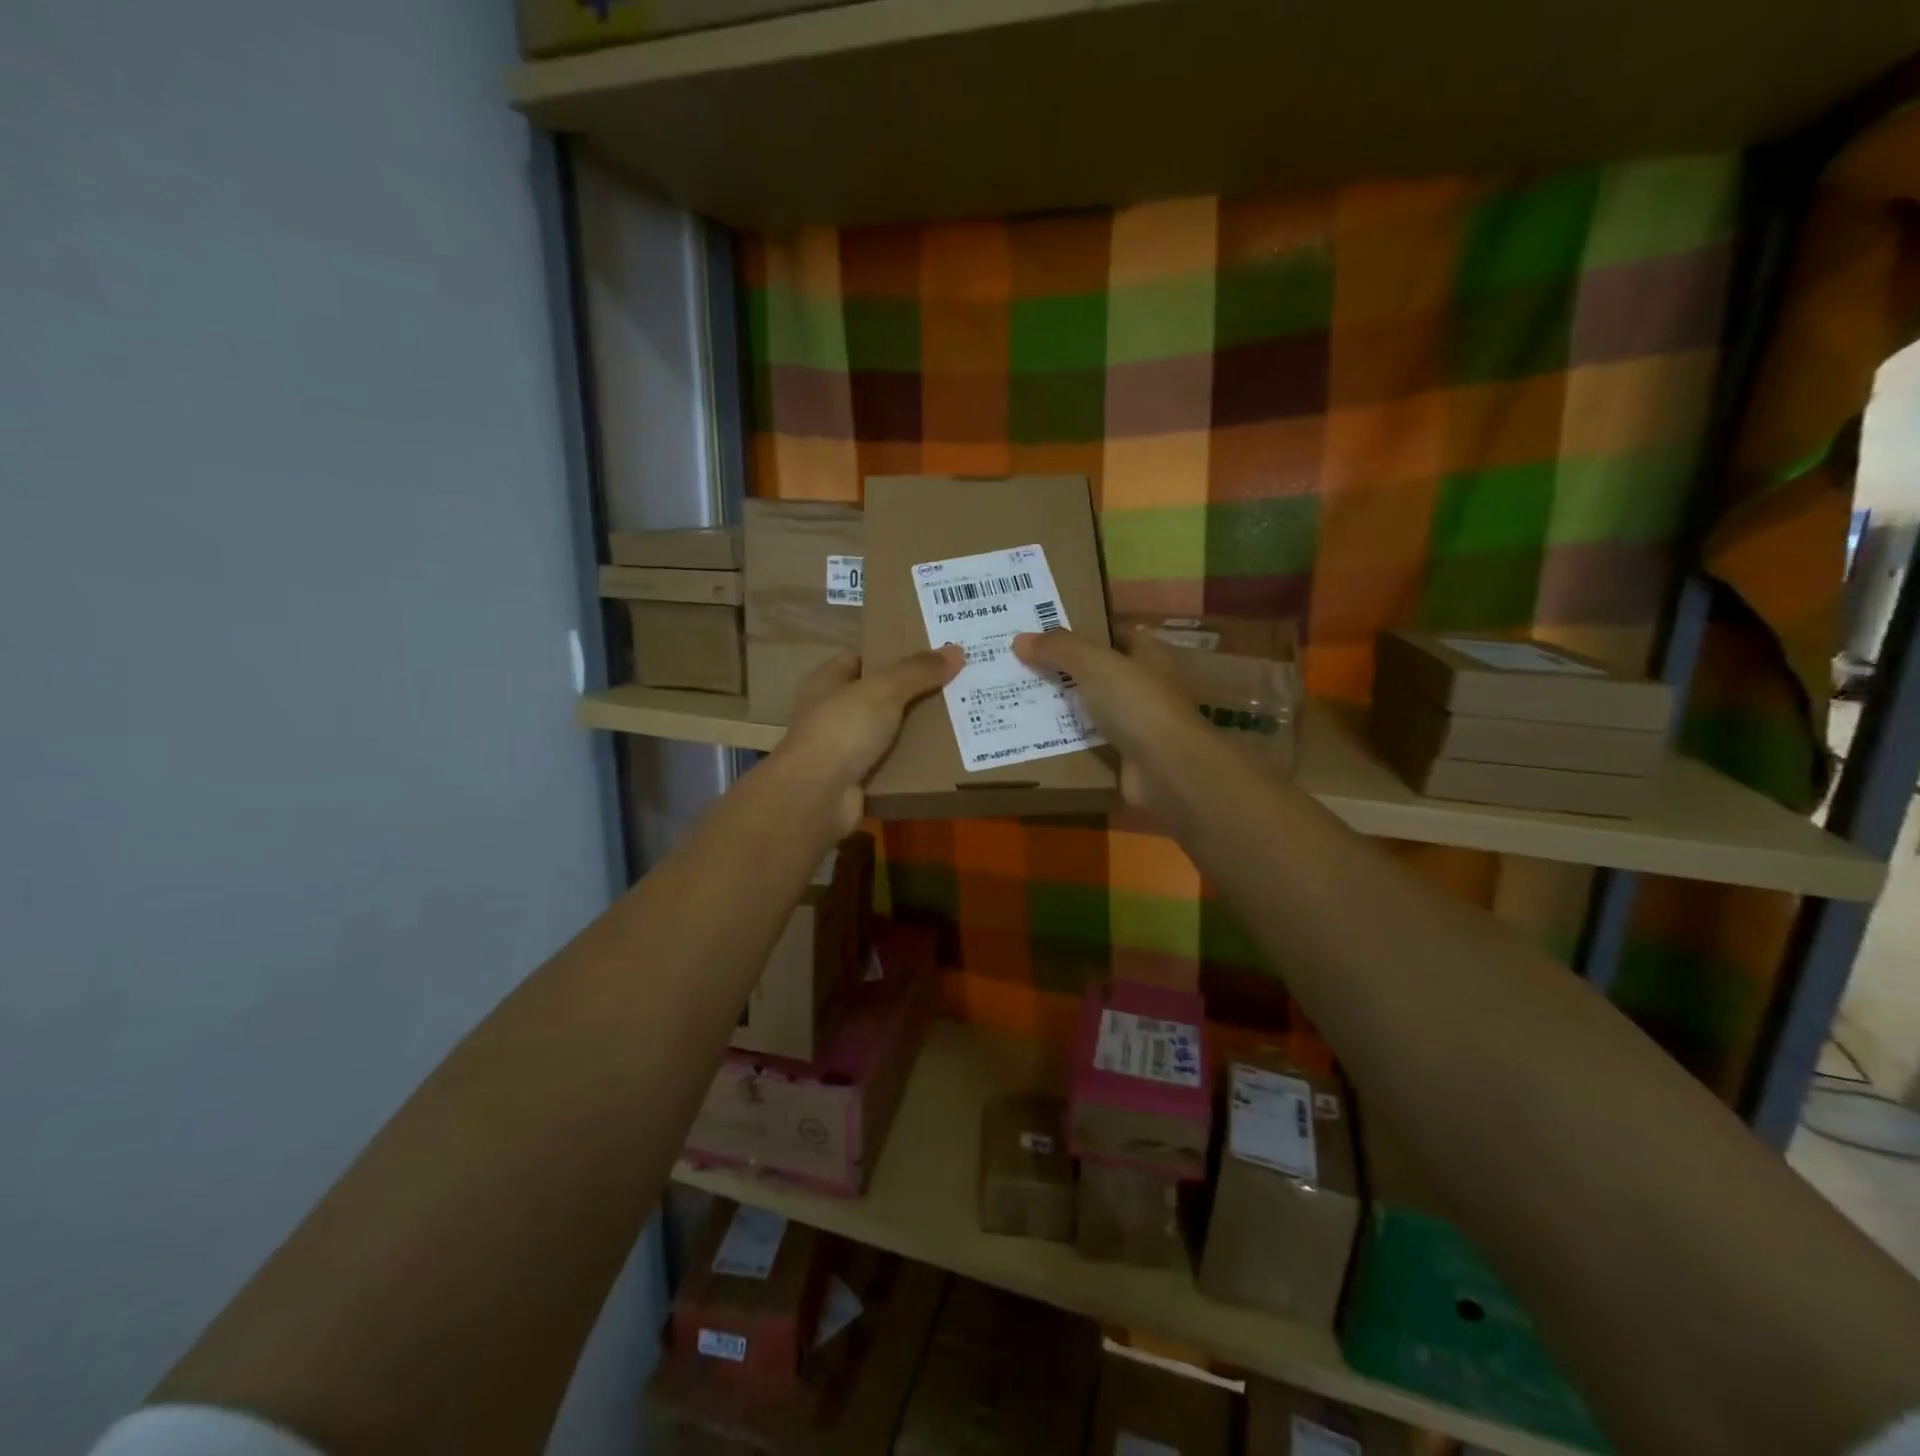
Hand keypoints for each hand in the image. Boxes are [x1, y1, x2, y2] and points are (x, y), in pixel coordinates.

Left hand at [773, 645, 963, 833]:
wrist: (817, 797)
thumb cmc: (842, 730)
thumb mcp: (883, 690)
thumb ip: (918, 671)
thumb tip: (956, 650)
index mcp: (827, 681)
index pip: (862, 657)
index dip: (893, 652)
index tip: (931, 653)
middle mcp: (831, 712)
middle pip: (879, 695)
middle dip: (913, 692)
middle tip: (955, 685)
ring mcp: (842, 748)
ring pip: (888, 731)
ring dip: (916, 729)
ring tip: (958, 718)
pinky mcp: (856, 780)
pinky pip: (891, 764)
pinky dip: (912, 762)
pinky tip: (943, 756)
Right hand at [1012, 628, 1214, 812]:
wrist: (1167, 768)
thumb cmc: (1136, 703)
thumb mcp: (1094, 664)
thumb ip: (1059, 648)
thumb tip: (1020, 640)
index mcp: (1149, 655)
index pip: (1116, 634)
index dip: (1086, 631)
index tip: (1047, 634)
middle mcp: (1146, 686)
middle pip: (1100, 672)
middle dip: (1066, 670)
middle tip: (1023, 667)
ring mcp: (1138, 723)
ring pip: (1093, 708)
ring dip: (1065, 707)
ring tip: (1021, 700)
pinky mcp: (1126, 755)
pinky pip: (1091, 742)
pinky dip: (1069, 740)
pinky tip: (1037, 737)